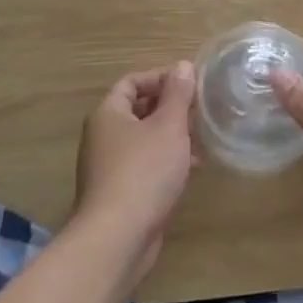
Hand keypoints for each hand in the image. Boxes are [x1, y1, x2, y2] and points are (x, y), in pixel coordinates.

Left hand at [71, 62, 197, 282]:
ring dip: (170, 136)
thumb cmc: (144, 172)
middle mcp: (102, 136)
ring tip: (200, 139)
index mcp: (108, 114)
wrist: (117, 238)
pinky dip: (165, 161)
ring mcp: (108, 167)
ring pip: (142, 139)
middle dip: (168, 107)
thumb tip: (183, 65)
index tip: (190, 85)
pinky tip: (190, 170)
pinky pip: (143, 165)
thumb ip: (178, 95)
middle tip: (199, 110)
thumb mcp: (168, 127)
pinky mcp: (118, 193)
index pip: (132, 81)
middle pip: (136, 109)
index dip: (160, 77)